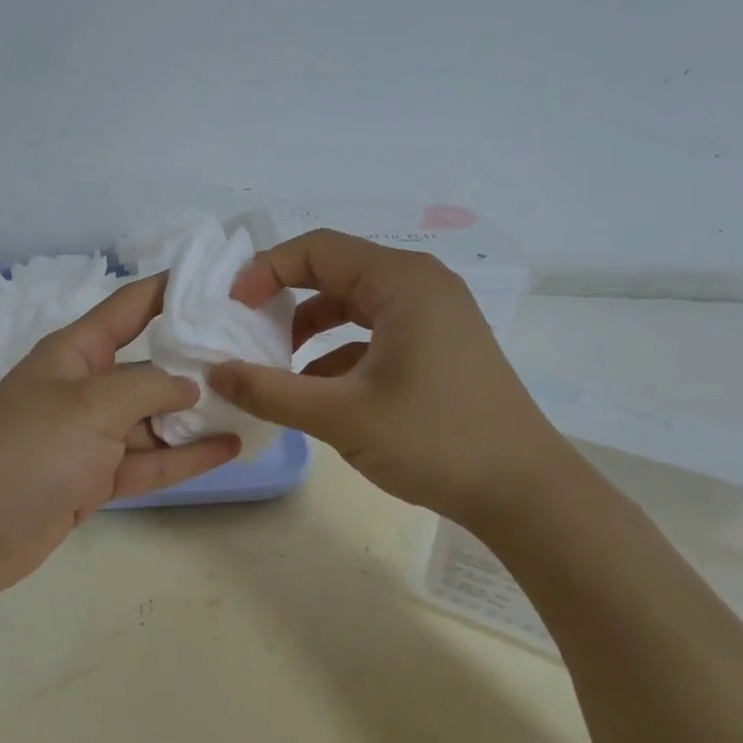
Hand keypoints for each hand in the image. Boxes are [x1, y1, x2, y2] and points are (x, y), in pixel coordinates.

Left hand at [0, 274, 240, 605]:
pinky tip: (229, 446)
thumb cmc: (26, 451)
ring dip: (198, 413)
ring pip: (155, 418)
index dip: (173, 289)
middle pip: (150, 365)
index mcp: (75, 352)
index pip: (131, 306)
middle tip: (256, 353)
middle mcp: (85, 387)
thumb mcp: (90, 405)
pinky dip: (184, 455)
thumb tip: (190, 384)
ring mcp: (91, 436)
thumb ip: (148, 386)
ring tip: (253, 401)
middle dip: (198, 360)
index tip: (223, 283)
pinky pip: (148, 460)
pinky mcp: (96, 478)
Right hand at [208, 229, 571, 527]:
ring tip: (277, 366)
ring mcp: (435, 315)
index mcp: (401, 282)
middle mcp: (420, 285)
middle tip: (246, 333)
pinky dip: (340, 352)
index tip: (232, 310)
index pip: (317, 249)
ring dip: (311, 329)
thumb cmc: (434, 440)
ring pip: (354, 304)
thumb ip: (271, 391)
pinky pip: (376, 332)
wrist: (525, 492)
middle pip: (335, 272)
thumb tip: (216, 374)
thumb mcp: (341, 416)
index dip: (266, 271)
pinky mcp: (440, 345)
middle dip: (285, 300)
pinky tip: (318, 390)